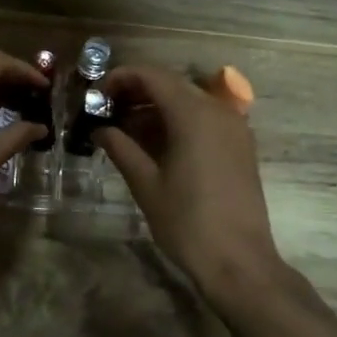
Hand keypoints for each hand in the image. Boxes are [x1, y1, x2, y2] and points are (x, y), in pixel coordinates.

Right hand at [95, 66, 281, 294]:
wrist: (239, 261)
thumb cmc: (187, 222)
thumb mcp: (146, 184)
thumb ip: (121, 148)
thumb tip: (100, 129)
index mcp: (193, 114)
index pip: (152, 75)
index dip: (120, 78)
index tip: (96, 95)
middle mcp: (217, 110)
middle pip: (171, 84)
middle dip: (136, 92)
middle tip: (106, 112)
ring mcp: (234, 127)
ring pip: (188, 100)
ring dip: (156, 107)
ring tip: (125, 129)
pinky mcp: (240, 145)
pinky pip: (204, 118)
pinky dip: (177, 121)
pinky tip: (155, 144)